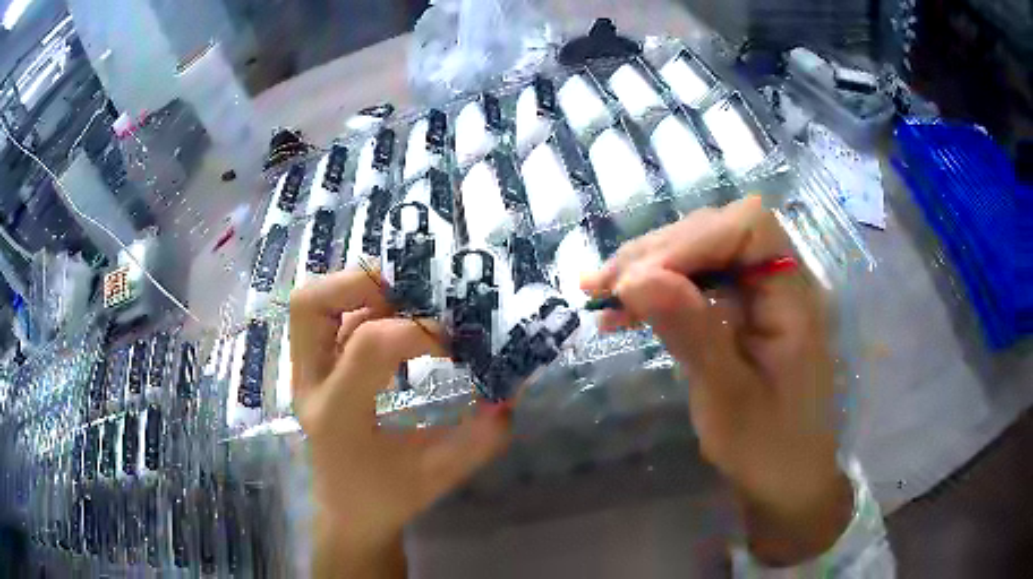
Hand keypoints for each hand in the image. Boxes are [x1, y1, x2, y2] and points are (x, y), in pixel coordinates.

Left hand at [290, 269, 510, 577]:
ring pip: (310, 304)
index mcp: (338, 414)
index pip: (371, 344)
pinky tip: (394, 319)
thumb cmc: (388, 499)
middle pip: (311, 304)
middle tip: (410, 294)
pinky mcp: (312, 370)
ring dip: (357, 289)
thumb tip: (511, 392)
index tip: (456, 347)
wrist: (348, 514)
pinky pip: (327, 319)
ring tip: (403, 298)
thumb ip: (481, 438)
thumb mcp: (440, 475)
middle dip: (362, 284)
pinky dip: (360, 305)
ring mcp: (304, 375)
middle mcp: (310, 385)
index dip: (420, 333)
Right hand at [582, 197, 851, 565]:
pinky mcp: (738, 312)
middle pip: (717, 234)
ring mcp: (757, 295)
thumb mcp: (726, 395)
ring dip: (648, 270)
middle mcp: (778, 281)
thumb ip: (690, 331)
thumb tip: (635, 278)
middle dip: (658, 253)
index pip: (749, 228)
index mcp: (793, 295)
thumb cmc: (767, 445)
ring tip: (599, 295)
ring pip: (700, 256)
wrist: (784, 477)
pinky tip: (620, 312)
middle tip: (602, 286)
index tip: (639, 277)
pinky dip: (656, 294)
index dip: (693, 239)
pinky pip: (695, 285)